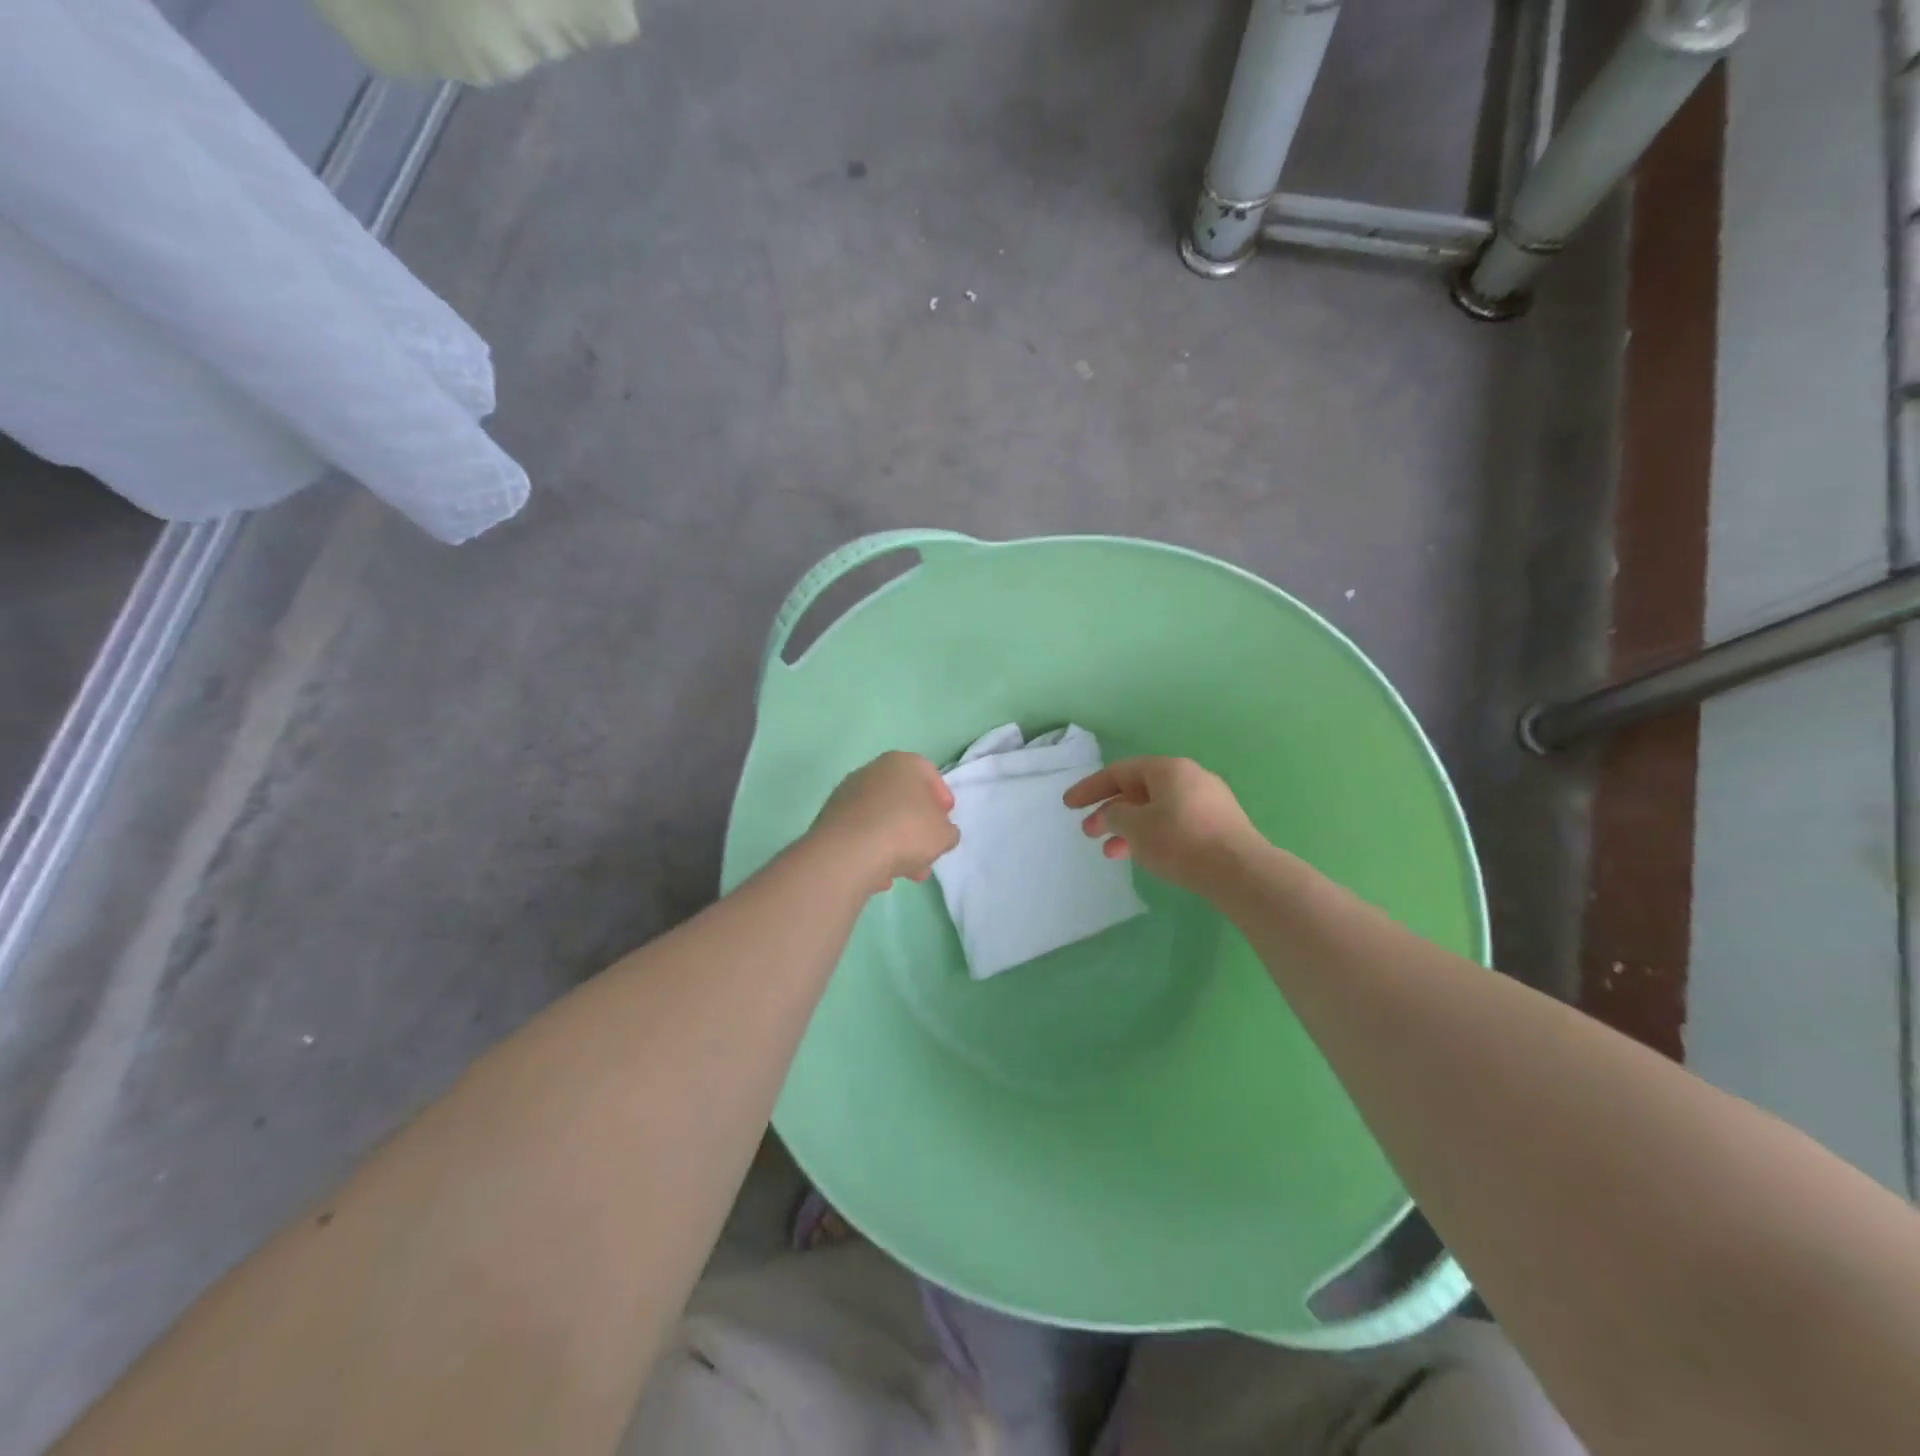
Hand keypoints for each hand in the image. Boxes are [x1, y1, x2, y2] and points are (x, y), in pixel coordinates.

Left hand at [811, 751, 959, 894]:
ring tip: (908, 874)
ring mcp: (847, 795)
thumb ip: (947, 831)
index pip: (928, 773)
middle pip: (902, 799)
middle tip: (928, 852)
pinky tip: (880, 877)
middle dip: (917, 828)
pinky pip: (860, 835)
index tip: (945, 820)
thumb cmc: (905, 832)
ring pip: (880, 819)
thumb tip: (939, 832)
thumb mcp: (943, 835)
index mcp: (903, 763)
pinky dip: (871, 852)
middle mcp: (872, 771)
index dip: (941, 798)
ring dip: (896, 844)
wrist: (848, 853)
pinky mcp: (830, 819)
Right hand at [1063, 756, 1265, 897]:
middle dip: (1110, 811)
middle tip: (1089, 833)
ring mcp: (1208, 799)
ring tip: (1113, 853)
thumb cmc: (1180, 842)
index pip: (1119, 771)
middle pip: (1138, 790)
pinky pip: (1174, 821)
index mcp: (1168, 769)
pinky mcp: (1219, 823)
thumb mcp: (1135, 827)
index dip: (1090, 788)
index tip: (1069, 805)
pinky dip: (1152, 834)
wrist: (1240, 872)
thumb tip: (1114, 813)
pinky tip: (1145, 855)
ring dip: (1129, 828)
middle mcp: (1189, 776)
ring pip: (1156, 808)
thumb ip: (1115, 815)